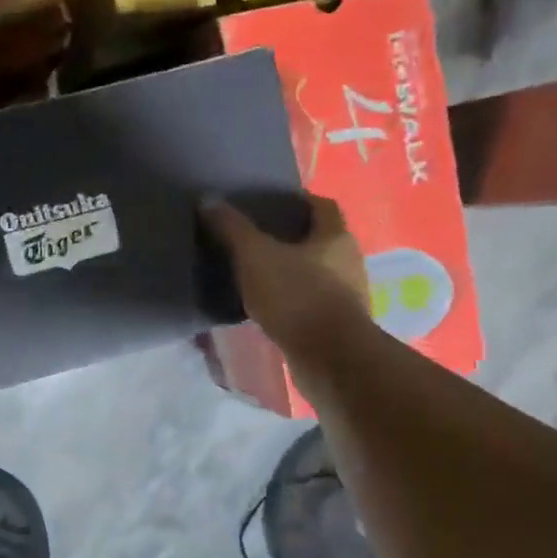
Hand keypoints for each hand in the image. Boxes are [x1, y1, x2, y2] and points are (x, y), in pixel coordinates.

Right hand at [203, 193, 371, 355]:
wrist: (329, 357)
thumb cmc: (296, 296)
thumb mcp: (256, 257)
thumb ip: (233, 229)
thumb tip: (207, 200)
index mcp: (336, 237)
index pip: (323, 206)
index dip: (300, 201)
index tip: (272, 203)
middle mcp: (349, 261)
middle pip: (321, 240)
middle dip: (293, 237)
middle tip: (258, 237)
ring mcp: (347, 295)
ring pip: (318, 272)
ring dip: (293, 271)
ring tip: (258, 273)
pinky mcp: (337, 325)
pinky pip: (312, 302)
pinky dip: (293, 299)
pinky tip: (269, 306)